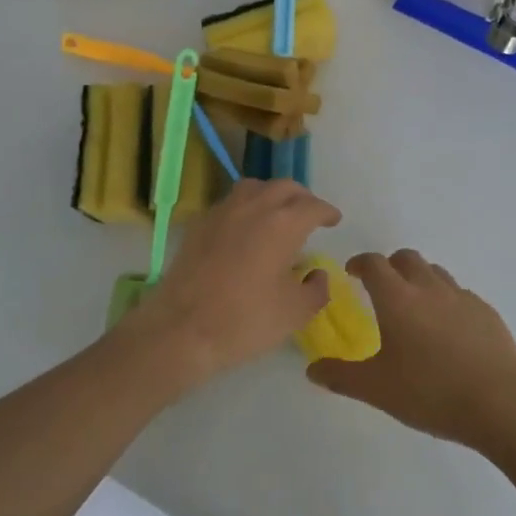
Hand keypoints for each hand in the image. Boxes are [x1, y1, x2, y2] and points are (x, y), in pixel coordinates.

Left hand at [117, 179, 340, 389]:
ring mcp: (223, 211)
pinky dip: (246, 207)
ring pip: (254, 188)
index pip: (313, 206)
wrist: (181, 328)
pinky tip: (246, 228)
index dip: (327, 212)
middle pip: (284, 187)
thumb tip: (317, 274)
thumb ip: (316, 289)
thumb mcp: (295, 313)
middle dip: (302, 198)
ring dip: (272, 195)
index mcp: (283, 224)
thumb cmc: (245, 320)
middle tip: (310, 214)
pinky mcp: (200, 224)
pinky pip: (230, 203)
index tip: (334, 220)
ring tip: (278, 214)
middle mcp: (254, 207)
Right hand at [307, 249, 515, 451]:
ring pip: (435, 272)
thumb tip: (312, 369)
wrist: (501, 404)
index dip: (360, 263)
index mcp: (397, 299)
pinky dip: (447, 300)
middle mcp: (428, 288)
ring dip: (420, 279)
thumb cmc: (431, 393)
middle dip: (390, 266)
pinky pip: (460, 294)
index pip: (373, 264)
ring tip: (415, 307)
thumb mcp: (377, 390)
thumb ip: (341, 376)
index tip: (352, 272)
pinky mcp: (487, 312)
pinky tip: (449, 330)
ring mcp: (462, 297)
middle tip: (382, 288)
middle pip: (406, 258)